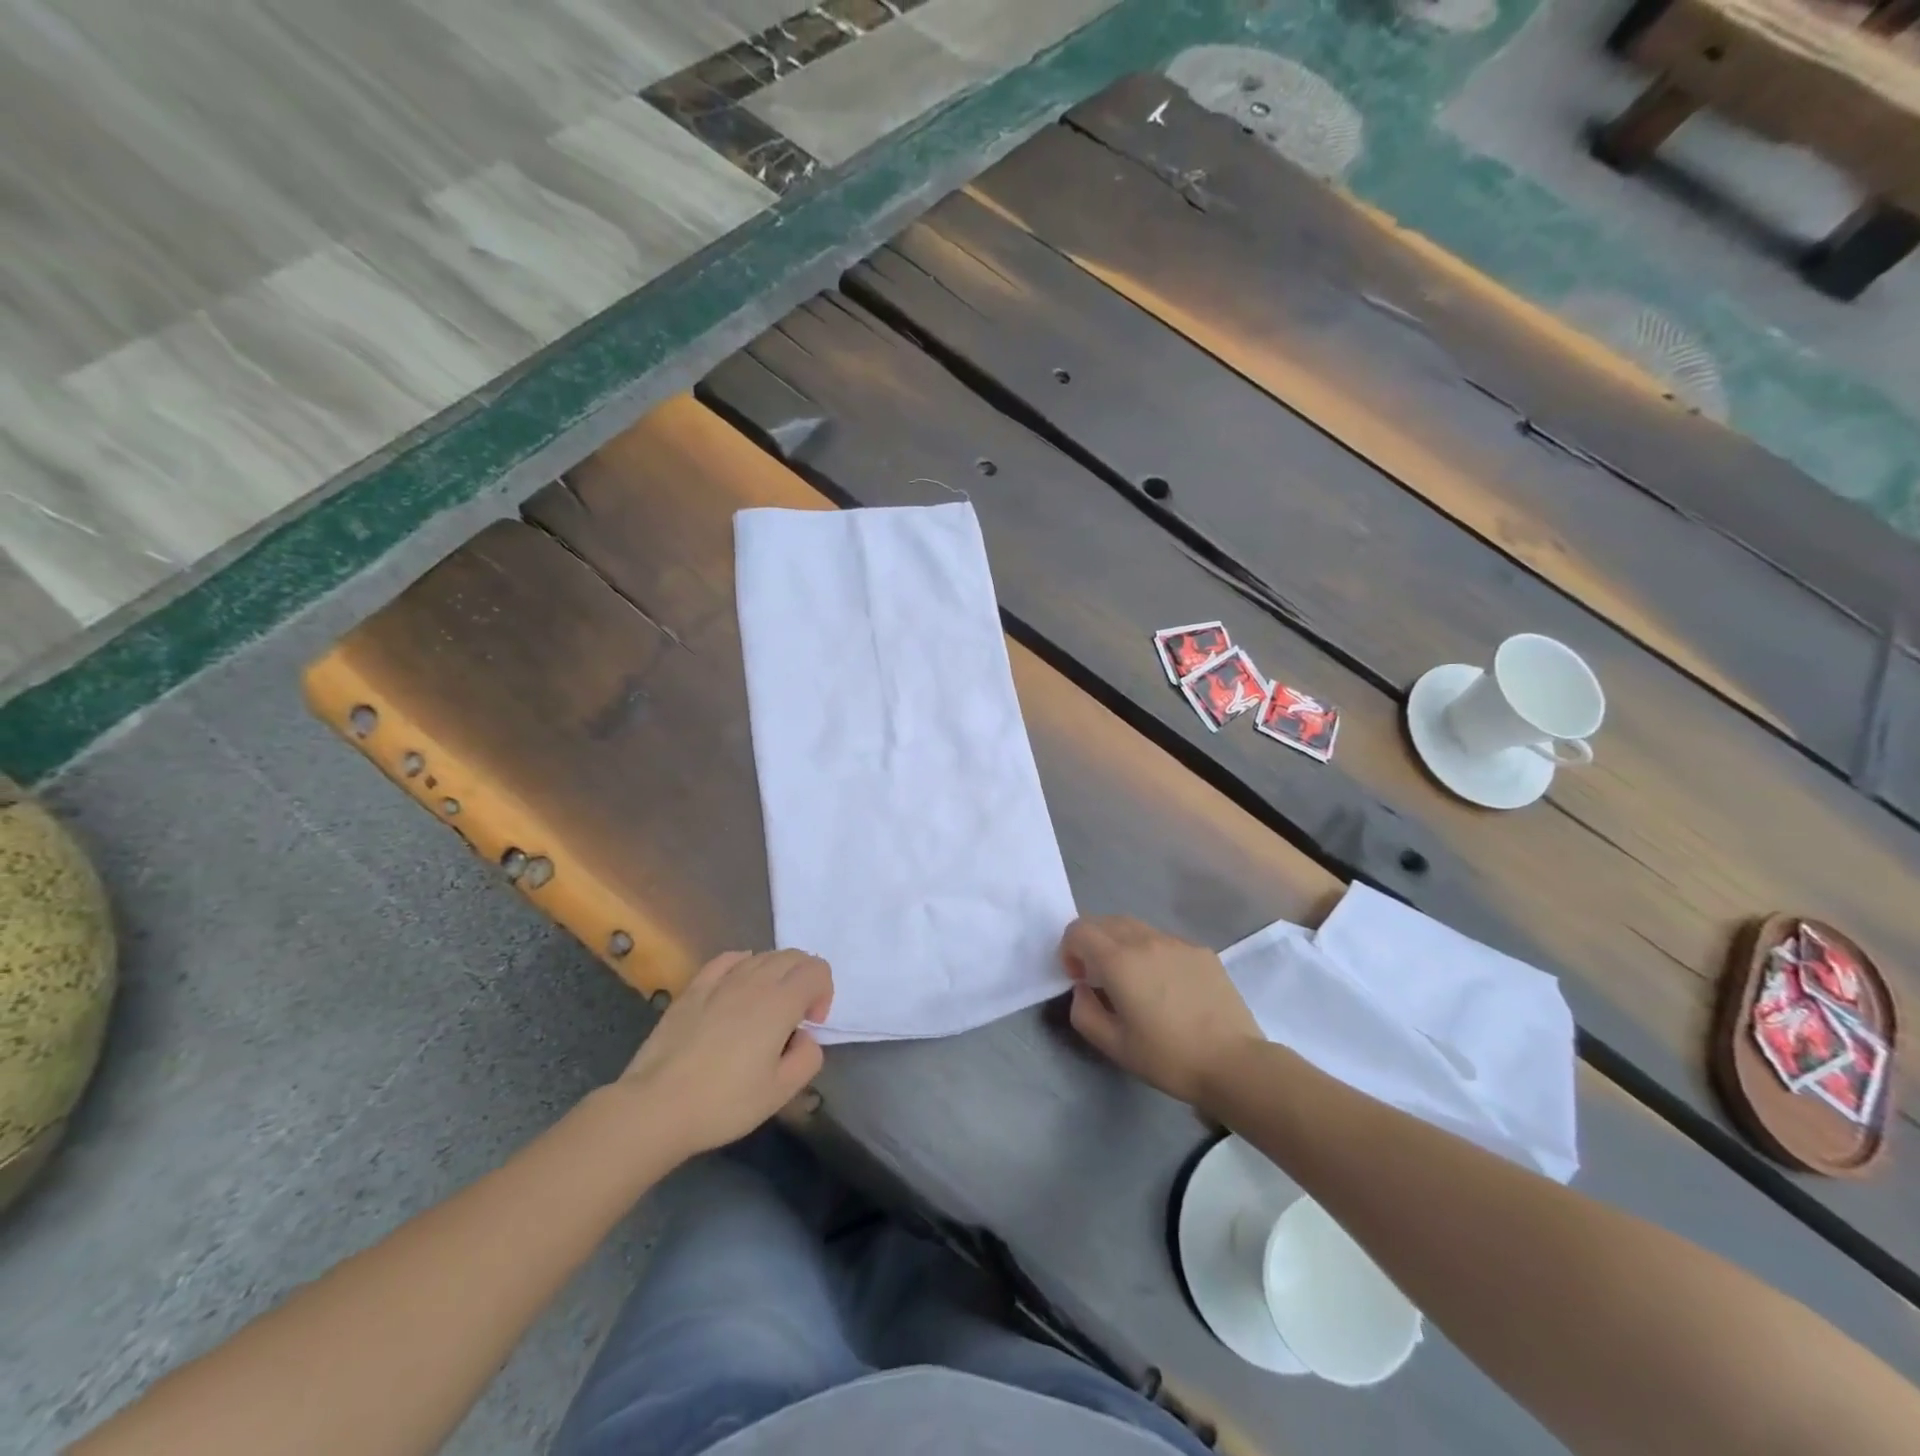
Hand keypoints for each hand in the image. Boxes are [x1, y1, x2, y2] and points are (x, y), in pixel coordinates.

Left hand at [614, 949, 832, 1156]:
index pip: (817, 970)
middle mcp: (754, 980)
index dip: (824, 992)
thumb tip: (804, 1037)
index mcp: (780, 1002)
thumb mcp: (781, 1092)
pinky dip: (744, 964)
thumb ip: (808, 1057)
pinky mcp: (694, 988)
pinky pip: (728, 959)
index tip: (812, 1024)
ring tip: (767, 1007)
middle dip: (805, 978)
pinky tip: (739, 984)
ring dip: (777, 973)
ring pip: (762, 956)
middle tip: (797, 1015)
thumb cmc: (724, 1102)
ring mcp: (721, 981)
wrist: (656, 1107)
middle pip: (793, 956)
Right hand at [1061, 916, 1262, 1106]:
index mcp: (1118, 961)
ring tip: (1133, 980)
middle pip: (1104, 922)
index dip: (1069, 950)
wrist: (1234, 1063)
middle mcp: (1145, 940)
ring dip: (1121, 944)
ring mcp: (1176, 942)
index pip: (1078, 930)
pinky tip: (1167, 986)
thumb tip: (1082, 989)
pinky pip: (1163, 940)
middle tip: (1100, 977)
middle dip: (1092, 943)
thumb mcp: (1114, 1046)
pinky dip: (1151, 952)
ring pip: (1135, 927)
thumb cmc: (1168, 1057)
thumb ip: (1084, 1012)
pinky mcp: (1200, 951)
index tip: (1080, 979)